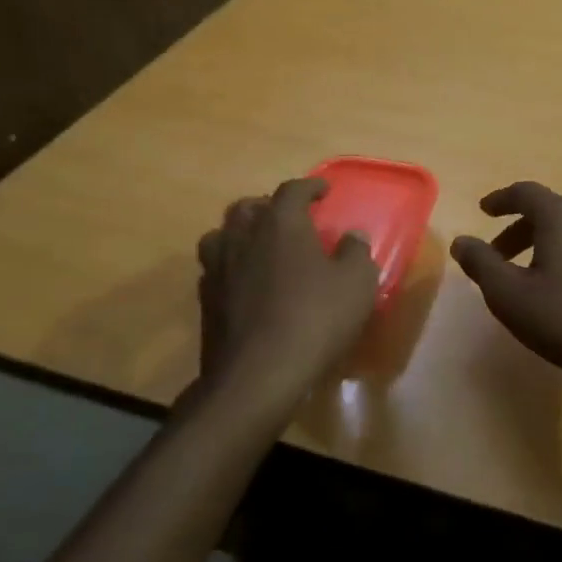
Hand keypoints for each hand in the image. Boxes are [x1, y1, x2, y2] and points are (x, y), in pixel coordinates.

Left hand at [198, 178, 378, 404]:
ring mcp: (217, 267)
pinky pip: (216, 268)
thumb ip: (356, 253)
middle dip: (269, 206)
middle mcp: (242, 235)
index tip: (323, 190)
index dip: (309, 186)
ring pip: (223, 234)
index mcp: (280, 223)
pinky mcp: (205, 299)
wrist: (258, 375)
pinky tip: (245, 282)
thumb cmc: (315, 319)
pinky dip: (231, 266)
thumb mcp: (356, 284)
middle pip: (248, 207)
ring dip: (242, 233)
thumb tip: (352, 236)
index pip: (292, 190)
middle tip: (290, 218)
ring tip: (260, 246)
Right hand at [450, 181, 561, 392]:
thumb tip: (462, 241)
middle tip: (497, 256)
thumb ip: (481, 263)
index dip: (501, 199)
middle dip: (518, 229)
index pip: (526, 193)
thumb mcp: (509, 296)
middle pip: (549, 211)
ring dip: (543, 243)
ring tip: (527, 275)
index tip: (484, 211)